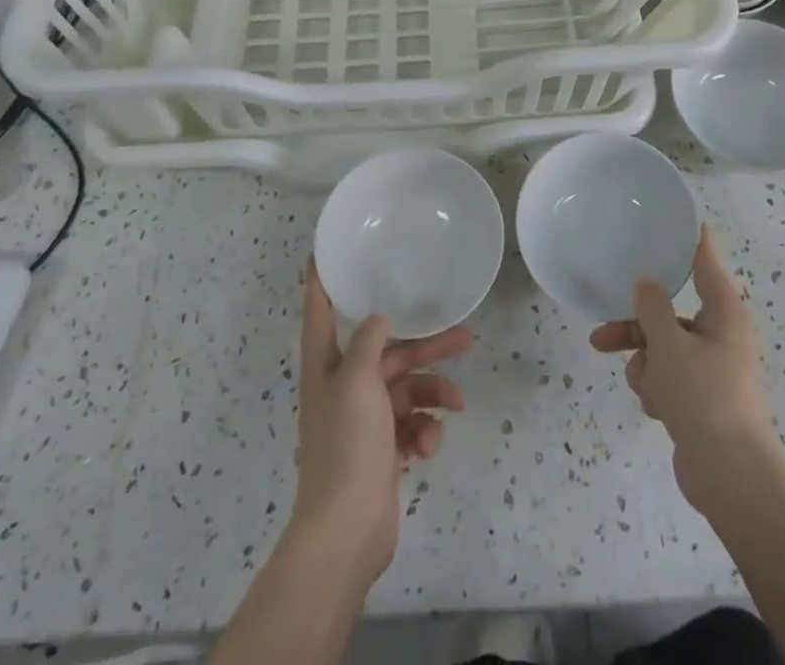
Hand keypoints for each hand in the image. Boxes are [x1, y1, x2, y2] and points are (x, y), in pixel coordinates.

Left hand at [289, 261, 471, 591]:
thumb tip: (380, 317)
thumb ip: (370, 342)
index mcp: (326, 366)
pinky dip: (424, 432)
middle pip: (387, 352)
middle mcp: (343, 387)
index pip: (320, 312)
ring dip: (433, 396)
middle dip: (425, 347)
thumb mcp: (358, 382)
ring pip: (407, 390)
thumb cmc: (347, 446)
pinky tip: (429, 447)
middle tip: (464, 336)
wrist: (346, 532)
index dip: (320, 282)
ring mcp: (363, 421)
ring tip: (457, 405)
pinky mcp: (382, 450)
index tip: (322, 252)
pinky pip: (410, 426)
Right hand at [590, 227, 776, 513]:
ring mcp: (710, 370)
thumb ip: (652, 307)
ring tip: (641, 385)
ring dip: (644, 364)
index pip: (705, 262)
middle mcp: (719, 335)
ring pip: (661, 349)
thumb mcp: (669, 343)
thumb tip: (646, 283)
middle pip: (669, 313)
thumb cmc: (704, 396)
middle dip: (636, 326)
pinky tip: (658, 409)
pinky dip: (657, 390)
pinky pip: (666, 380)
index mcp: (723, 312)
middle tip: (602, 330)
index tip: (674, 220)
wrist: (730, 476)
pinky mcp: (700, 401)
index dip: (690, 240)